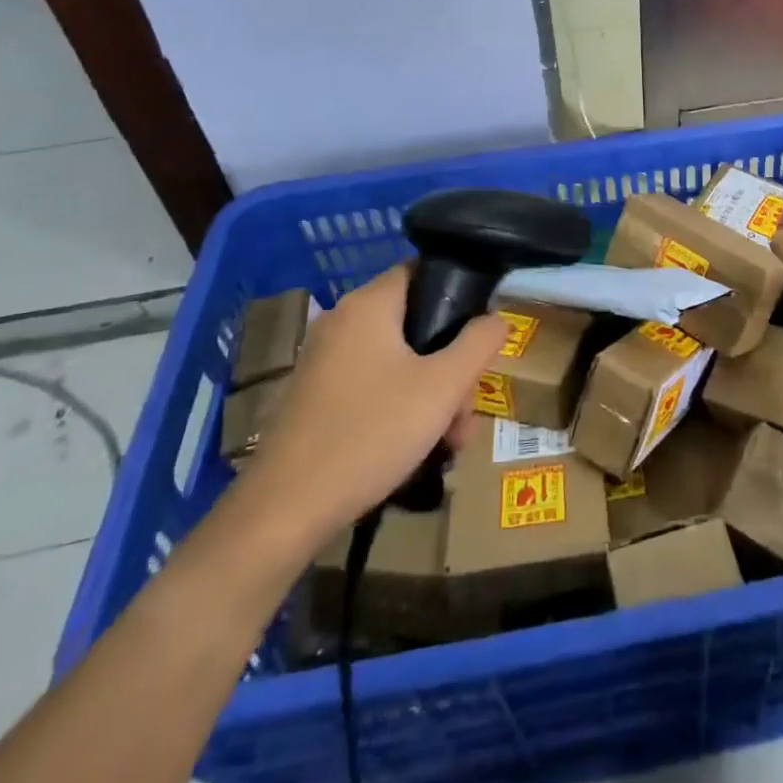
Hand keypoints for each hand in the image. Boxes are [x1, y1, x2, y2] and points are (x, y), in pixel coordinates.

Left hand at [241, 264, 503, 537]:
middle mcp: (343, 322)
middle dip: (453, 367)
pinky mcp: (317, 397)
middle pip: (417, 324)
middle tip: (466, 411)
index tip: (481, 333)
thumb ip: (478, 343)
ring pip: (401, 361)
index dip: (459, 293)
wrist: (285, 512)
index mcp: (368, 305)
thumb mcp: (443, 387)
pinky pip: (375, 386)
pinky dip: (403, 408)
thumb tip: (496, 318)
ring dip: (434, 395)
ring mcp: (326, 361)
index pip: (422, 270)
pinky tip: (420, 450)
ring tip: (451, 444)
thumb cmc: (371, 433)